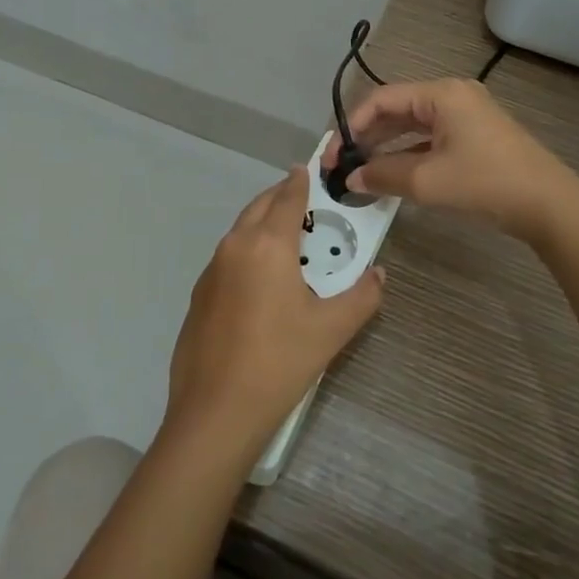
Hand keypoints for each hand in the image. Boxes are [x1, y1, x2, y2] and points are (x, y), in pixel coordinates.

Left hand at [165, 167, 384, 463]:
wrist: (215, 411)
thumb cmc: (279, 362)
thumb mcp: (332, 330)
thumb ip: (362, 296)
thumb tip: (378, 274)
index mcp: (267, 245)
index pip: (287, 197)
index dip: (301, 180)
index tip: (309, 167)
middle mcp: (235, 246)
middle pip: (259, 206)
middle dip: (281, 197)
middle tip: (305, 201)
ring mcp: (211, 270)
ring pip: (241, 230)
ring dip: (263, 223)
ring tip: (288, 238)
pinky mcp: (199, 294)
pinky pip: (228, 256)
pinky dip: (247, 250)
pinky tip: (261, 279)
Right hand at [326, 78, 578, 240]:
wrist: (550, 206)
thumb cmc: (486, 183)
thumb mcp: (427, 181)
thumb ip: (383, 175)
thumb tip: (351, 178)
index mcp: (441, 94)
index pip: (381, 100)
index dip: (351, 126)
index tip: (332, 156)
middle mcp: (452, 97)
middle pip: (396, 110)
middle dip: (366, 137)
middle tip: (341, 165)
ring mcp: (466, 116)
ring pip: (412, 126)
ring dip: (385, 147)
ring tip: (360, 171)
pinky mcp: (474, 137)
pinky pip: (430, 139)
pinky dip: (408, 154)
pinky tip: (391, 175)